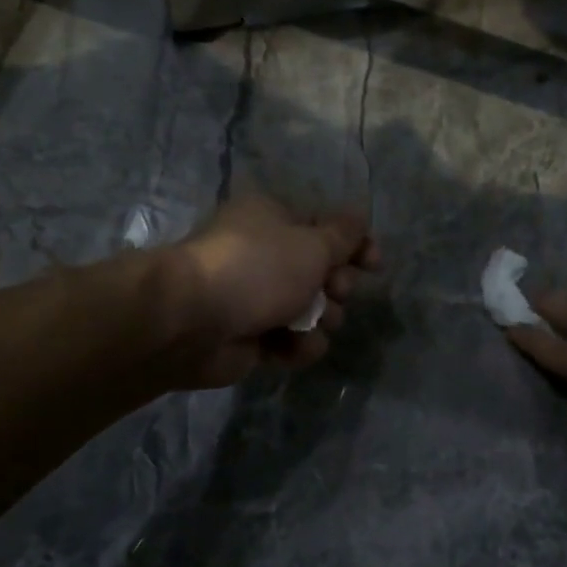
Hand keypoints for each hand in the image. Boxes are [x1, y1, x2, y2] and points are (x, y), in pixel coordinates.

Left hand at [161, 195, 378, 387]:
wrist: (192, 321)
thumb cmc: (257, 269)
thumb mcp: (312, 244)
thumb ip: (344, 235)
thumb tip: (359, 219)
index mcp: (273, 220)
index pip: (325, 228)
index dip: (355, 246)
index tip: (374, 265)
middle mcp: (265, 255)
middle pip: (322, 272)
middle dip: (335, 287)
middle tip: (334, 292)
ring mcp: (256, 298)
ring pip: (311, 311)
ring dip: (319, 321)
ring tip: (307, 325)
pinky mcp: (251, 337)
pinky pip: (291, 341)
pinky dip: (296, 346)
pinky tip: (289, 348)